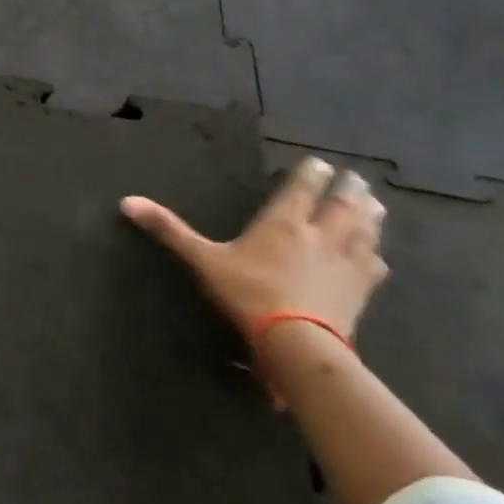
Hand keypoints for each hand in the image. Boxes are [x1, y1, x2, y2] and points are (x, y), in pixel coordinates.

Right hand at [120, 157, 388, 348]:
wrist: (297, 342)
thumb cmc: (248, 294)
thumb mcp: (202, 260)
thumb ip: (169, 230)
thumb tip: (126, 201)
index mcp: (284, 222)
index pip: (303, 187)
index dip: (312, 172)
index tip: (319, 162)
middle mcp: (320, 234)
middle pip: (342, 203)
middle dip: (348, 187)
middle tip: (354, 176)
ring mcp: (346, 261)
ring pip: (365, 229)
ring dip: (371, 213)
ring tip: (374, 202)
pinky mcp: (361, 289)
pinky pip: (375, 265)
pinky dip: (376, 254)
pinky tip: (378, 254)